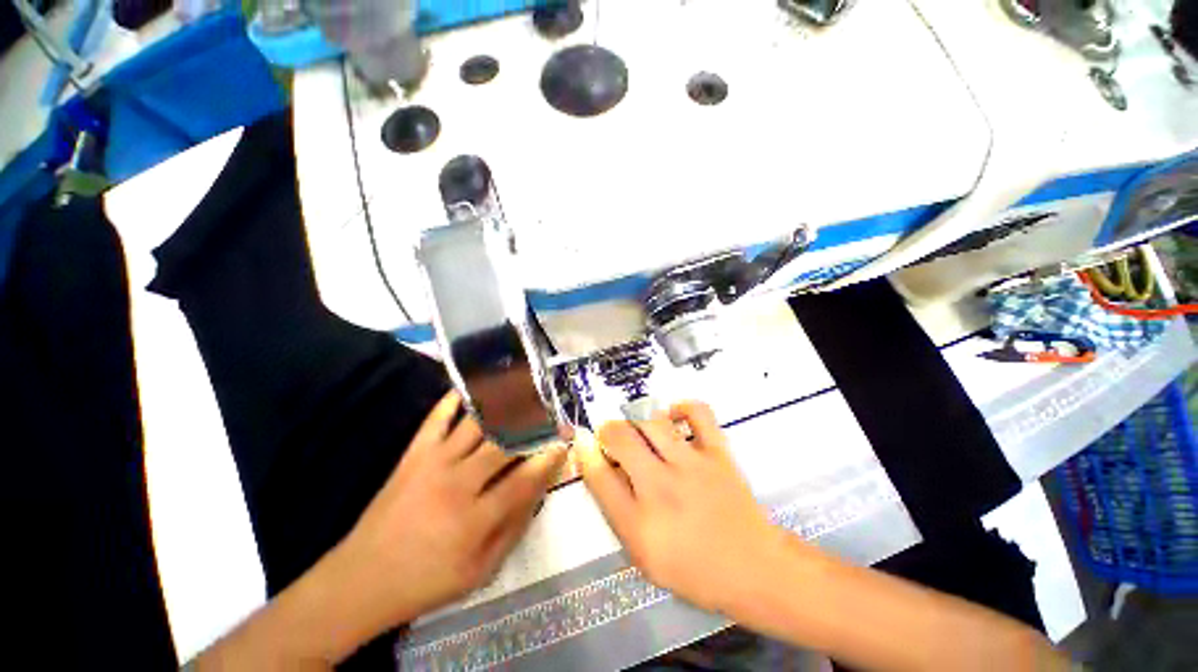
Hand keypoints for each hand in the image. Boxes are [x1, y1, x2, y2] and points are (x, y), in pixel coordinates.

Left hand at [192, 392, 565, 668]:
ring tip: (523, 388)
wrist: (361, 580)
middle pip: (505, 443)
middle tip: (552, 413)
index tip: (565, 441)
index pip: (525, 479)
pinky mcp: (413, 454)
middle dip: (535, 426)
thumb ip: (514, 528)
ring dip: (504, 405)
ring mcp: (433, 463)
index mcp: (475, 519)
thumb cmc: (427, 581)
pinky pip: (437, 418)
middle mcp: (458, 483)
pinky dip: (455, 399)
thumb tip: (539, 490)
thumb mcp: (480, 571)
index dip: (549, 457)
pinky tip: (473, 387)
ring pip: (477, 424)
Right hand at [575, 401, 783, 612]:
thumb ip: (617, 512)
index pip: (598, 476)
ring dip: (637, 421)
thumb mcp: (644, 556)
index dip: (584, 453)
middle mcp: (662, 488)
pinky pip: (698, 412)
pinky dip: (682, 407)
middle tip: (612, 438)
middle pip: (620, 438)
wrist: (755, 569)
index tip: (583, 442)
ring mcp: (693, 466)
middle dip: (606, 431)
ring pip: (652, 421)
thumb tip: (600, 469)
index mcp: (640, 525)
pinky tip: (674, 418)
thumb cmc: (695, 571)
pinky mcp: (718, 453)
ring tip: (640, 431)